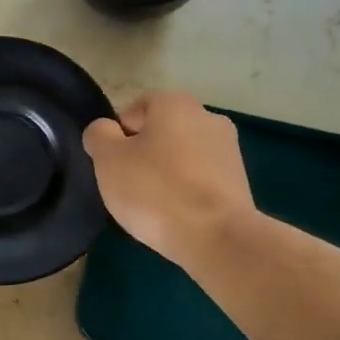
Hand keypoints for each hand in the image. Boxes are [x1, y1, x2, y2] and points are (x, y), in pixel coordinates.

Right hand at [83, 92, 254, 267]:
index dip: (117, 137)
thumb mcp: (108, 160)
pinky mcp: (240, 181)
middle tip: (128, 188)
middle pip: (161, 133)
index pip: (134, 110)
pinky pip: (200, 180)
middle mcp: (207, 116)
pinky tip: (177, 216)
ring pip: (182, 158)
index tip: (113, 167)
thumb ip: (99, 135)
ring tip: (154, 207)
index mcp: (175, 103)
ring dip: (166, 175)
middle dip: (144, 156)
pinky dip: (187, 193)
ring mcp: (229, 149)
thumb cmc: (155, 191)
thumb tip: (105, 131)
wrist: (216, 237)